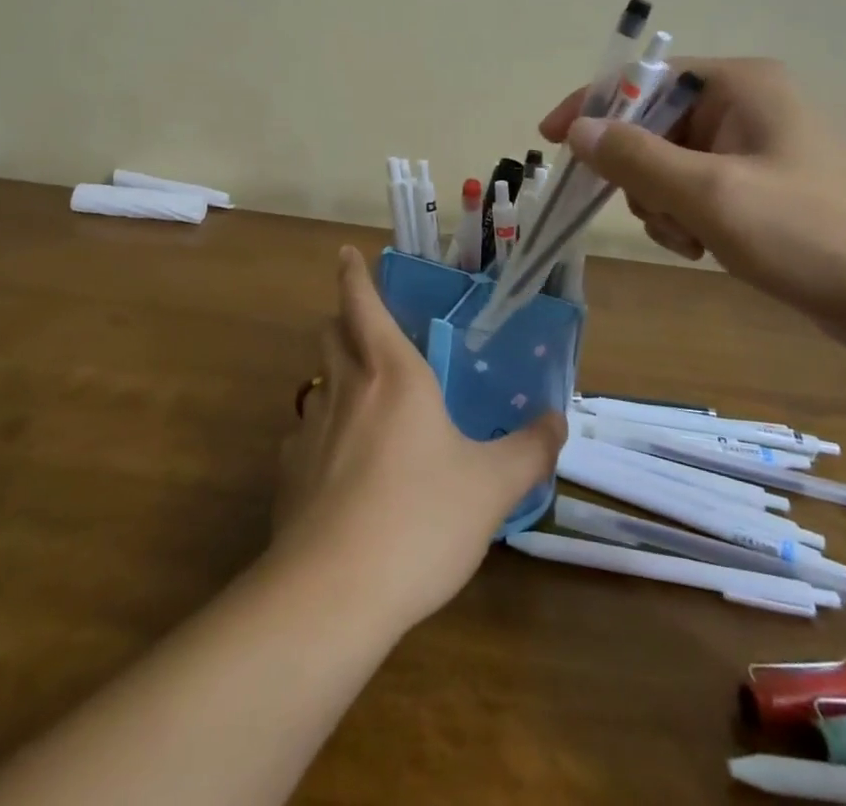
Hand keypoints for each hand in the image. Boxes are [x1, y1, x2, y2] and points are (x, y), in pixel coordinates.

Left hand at [270, 249, 566, 633]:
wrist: (334, 591)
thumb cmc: (421, 519)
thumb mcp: (492, 486)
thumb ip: (529, 450)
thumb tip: (557, 421)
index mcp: (393, 374)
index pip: (363, 304)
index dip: (353, 275)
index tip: (345, 254)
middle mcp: (345, 388)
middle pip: (330, 333)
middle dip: (343, 321)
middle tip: (366, 331)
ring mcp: (310, 430)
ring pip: (317, 382)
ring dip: (335, 379)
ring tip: (361, 403)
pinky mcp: (288, 474)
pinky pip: (304, 437)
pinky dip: (321, 437)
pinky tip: (341, 471)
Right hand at [539, 59, 845, 340]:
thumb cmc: (809, 233)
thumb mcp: (711, 193)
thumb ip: (635, 158)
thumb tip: (577, 129)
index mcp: (739, 85)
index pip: (642, 79)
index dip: (592, 106)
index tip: (551, 139)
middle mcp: (745, 105)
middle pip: (652, 125)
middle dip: (641, 173)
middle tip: (655, 210)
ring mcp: (754, 147)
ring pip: (667, 165)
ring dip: (662, 203)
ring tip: (692, 237)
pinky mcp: (760, 186)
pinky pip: (694, 190)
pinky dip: (686, 218)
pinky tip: (705, 248)